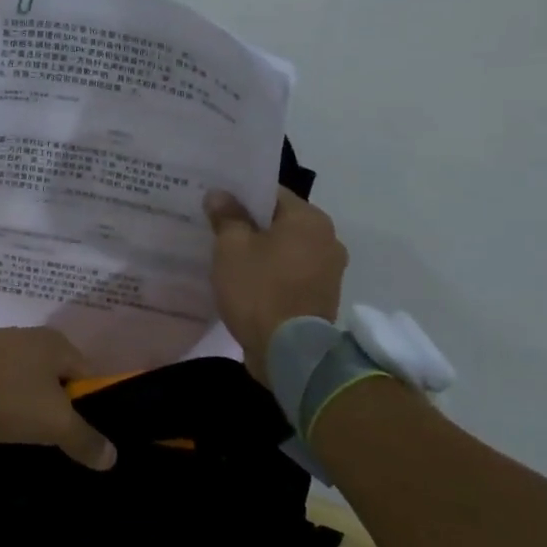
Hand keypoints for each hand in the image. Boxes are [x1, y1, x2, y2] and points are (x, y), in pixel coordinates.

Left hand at [0, 327, 116, 470]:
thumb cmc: (10, 393)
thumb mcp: (54, 422)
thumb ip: (85, 439)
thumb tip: (113, 457)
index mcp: (59, 344)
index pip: (89, 377)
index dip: (91, 407)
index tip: (83, 436)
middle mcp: (33, 335)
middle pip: (57, 377)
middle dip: (57, 405)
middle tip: (54, 437)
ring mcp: (2, 341)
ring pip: (28, 378)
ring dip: (28, 400)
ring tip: (23, 429)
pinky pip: (2, 378)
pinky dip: (4, 395)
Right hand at [205, 187, 348, 380]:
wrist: (289, 353)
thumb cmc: (259, 289)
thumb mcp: (231, 247)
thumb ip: (226, 216)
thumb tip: (220, 195)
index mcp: (310, 219)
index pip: (271, 193)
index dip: (240, 195)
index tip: (216, 202)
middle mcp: (328, 239)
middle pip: (280, 222)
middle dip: (251, 224)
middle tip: (217, 227)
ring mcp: (329, 271)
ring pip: (286, 249)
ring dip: (262, 251)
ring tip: (228, 256)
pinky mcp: (322, 297)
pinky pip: (291, 273)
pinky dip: (272, 273)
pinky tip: (246, 280)